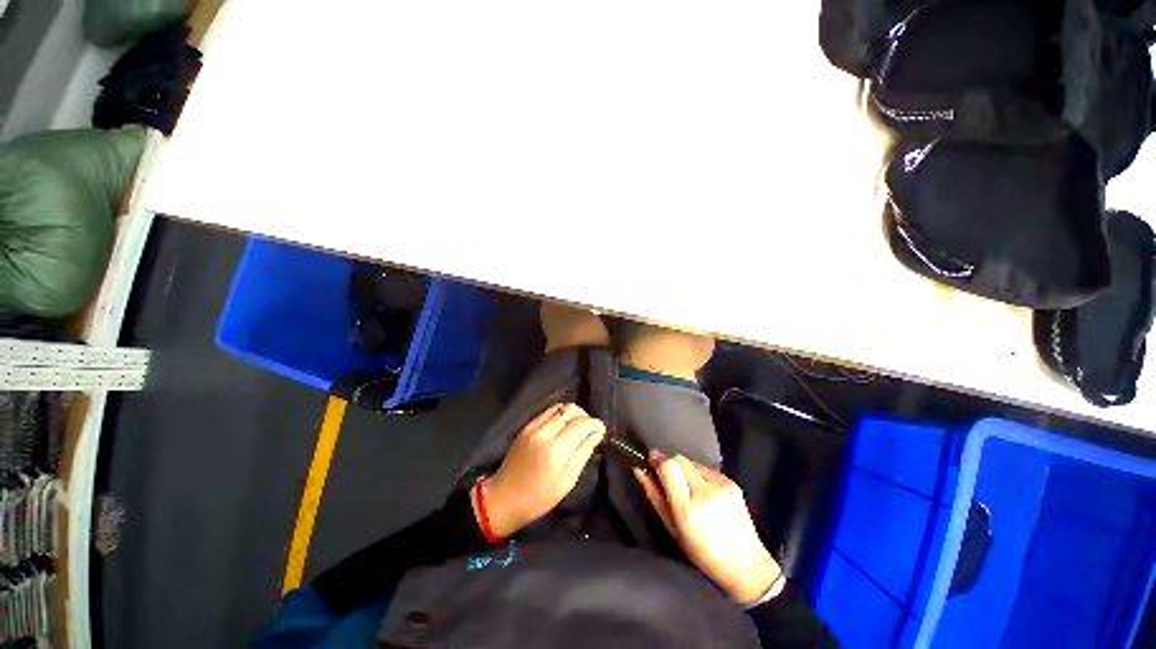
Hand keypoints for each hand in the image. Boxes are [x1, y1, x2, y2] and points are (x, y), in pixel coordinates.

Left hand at [479, 403, 605, 537]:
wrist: (503, 498)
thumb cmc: (538, 498)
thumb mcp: (567, 481)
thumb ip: (583, 453)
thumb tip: (597, 434)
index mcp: (555, 450)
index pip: (581, 424)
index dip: (595, 423)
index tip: (602, 429)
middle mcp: (544, 432)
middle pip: (571, 410)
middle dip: (585, 416)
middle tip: (590, 429)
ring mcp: (533, 427)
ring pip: (559, 407)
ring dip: (573, 413)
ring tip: (578, 426)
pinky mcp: (526, 426)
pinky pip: (548, 412)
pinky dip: (560, 414)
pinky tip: (563, 427)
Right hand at [634, 454, 781, 605]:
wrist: (747, 566)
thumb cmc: (702, 553)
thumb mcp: (672, 529)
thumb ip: (654, 496)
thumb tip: (639, 470)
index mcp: (687, 509)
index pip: (668, 466)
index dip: (657, 460)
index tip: (650, 461)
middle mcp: (705, 492)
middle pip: (679, 459)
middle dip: (669, 463)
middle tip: (665, 476)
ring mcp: (721, 486)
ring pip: (692, 462)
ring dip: (684, 470)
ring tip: (687, 489)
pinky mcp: (732, 483)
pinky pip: (706, 469)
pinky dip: (698, 475)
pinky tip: (703, 493)